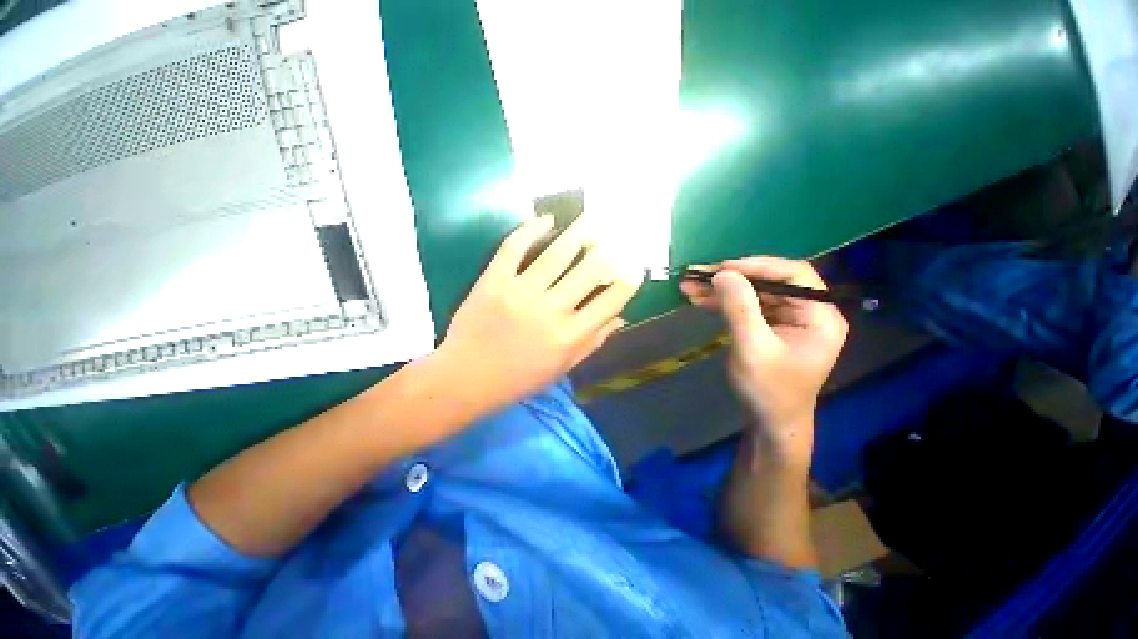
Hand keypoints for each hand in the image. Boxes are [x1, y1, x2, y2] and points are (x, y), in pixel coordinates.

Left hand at [435, 214, 641, 412]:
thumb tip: (620, 318)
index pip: (610, 301)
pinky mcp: (493, 280)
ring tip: (591, 219)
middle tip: (615, 236)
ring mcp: (520, 292)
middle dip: (607, 250)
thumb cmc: (518, 379)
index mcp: (570, 336)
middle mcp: (550, 310)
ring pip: (556, 254)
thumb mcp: (562, 368)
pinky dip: (530, 229)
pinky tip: (546, 219)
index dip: (627, 282)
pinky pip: (514, 247)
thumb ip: (592, 342)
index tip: (634, 267)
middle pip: (588, 271)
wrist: (466, 379)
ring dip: (578, 232)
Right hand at [681, 257, 846, 463]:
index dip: (758, 266)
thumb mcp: (752, 348)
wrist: (768, 422)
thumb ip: (739, 308)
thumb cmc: (768, 390)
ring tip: (689, 285)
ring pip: (752, 292)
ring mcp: (786, 319)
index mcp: (819, 315)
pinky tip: (698, 299)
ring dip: (720, 289)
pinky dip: (721, 302)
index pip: (794, 274)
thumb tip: (722, 273)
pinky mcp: (767, 327)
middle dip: (731, 277)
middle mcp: (806, 311)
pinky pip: (745, 307)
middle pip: (768, 282)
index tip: (723, 268)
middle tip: (698, 274)